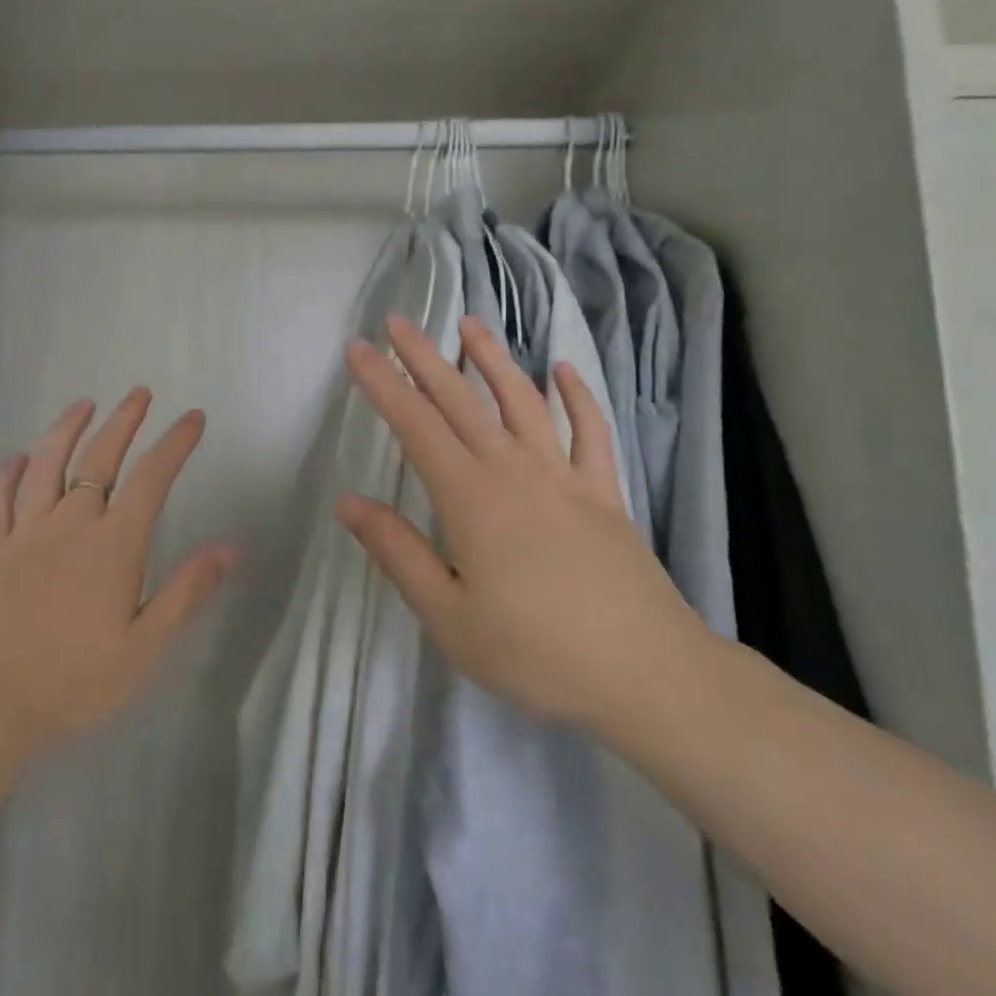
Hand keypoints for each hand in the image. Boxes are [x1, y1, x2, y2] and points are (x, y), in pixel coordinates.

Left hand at [0, 389, 234, 755]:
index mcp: (114, 544)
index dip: (175, 442)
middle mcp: (71, 524)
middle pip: (100, 458)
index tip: (193, 417)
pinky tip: (14, 458)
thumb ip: (186, 592)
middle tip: (138, 393)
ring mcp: (25, 534)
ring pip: (47, 466)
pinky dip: (7, 475)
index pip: (152, 477)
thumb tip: (230, 547)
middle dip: (123, 421)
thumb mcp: (144, 647)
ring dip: (66, 430)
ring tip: (82, 405)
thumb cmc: (74, 680)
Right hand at [336, 314, 709, 727]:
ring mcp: (563, 475)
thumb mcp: (448, 616)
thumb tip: (347, 502)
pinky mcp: (603, 491)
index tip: (358, 348)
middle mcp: (513, 470)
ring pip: (522, 400)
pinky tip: (563, 370)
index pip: (414, 424)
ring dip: (493, 358)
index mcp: (470, 497)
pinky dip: (577, 396)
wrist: (647, 674)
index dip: (382, 383)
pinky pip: (589, 431)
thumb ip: (397, 552)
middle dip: (423, 357)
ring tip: (470, 324)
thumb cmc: (536, 652)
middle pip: (460, 399)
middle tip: (397, 320)